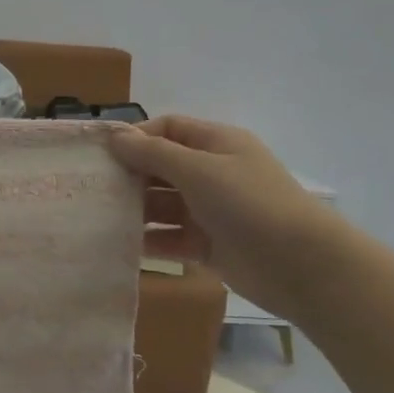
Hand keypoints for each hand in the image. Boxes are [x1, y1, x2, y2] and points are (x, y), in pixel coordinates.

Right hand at [110, 115, 348, 318]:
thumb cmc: (249, 203)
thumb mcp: (198, 169)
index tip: (101, 154)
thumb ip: (153, 153)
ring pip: (162, 205)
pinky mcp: (208, 244)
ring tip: (100, 218)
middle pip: (161, 167)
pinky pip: (170, 237)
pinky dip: (150, 241)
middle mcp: (213, 172)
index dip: (135, 137)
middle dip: (129, 176)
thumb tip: (115, 136)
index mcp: (216, 144)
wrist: (300, 264)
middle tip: (92, 189)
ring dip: (135, 210)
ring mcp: (211, 210)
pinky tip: (122, 246)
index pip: (168, 129)